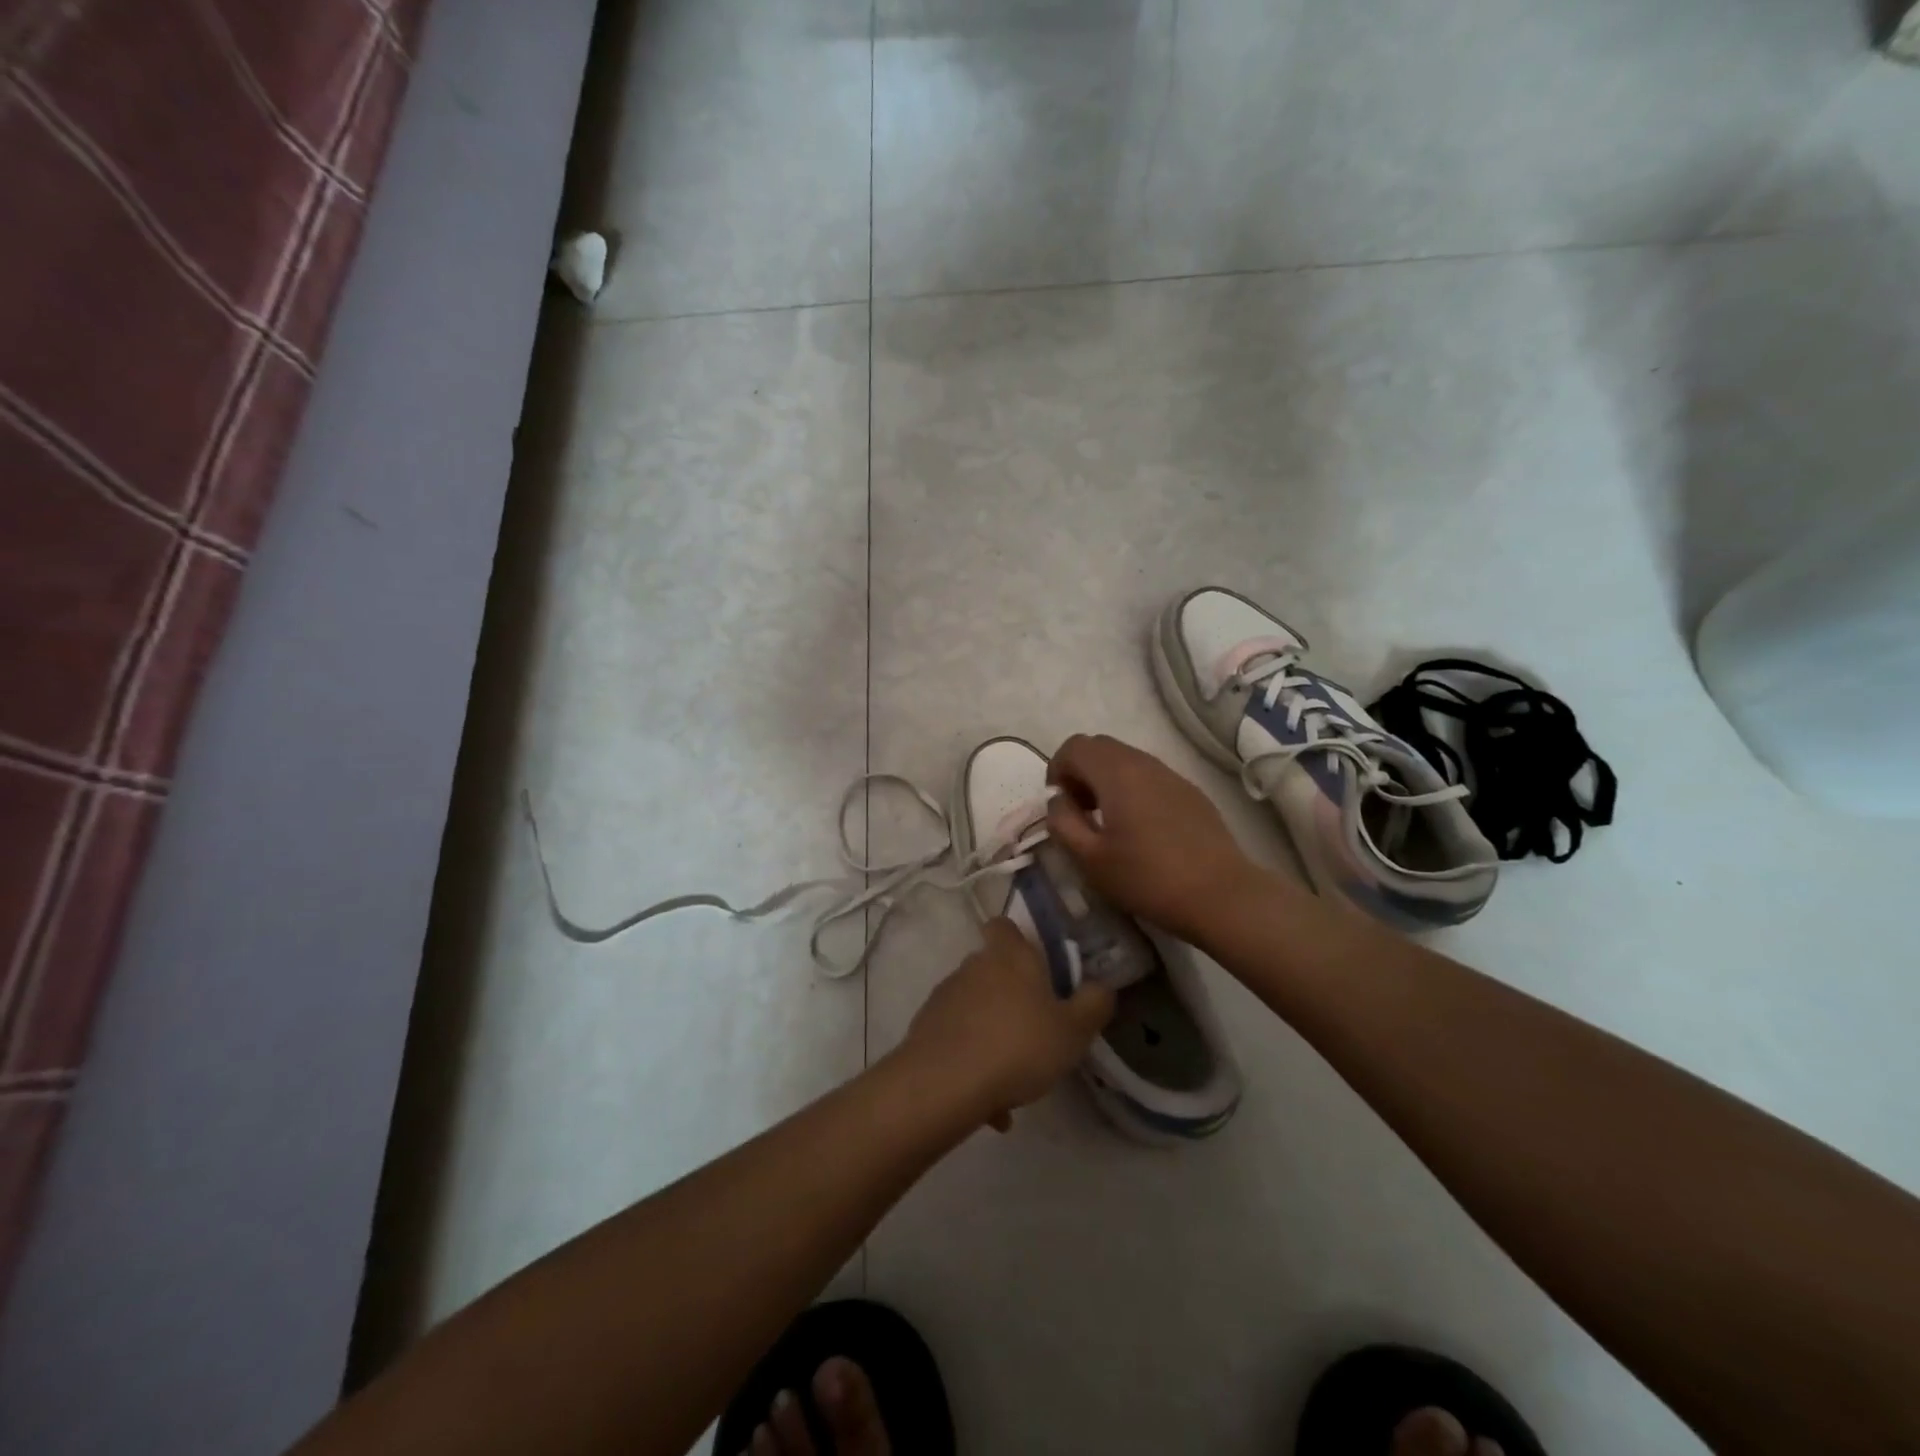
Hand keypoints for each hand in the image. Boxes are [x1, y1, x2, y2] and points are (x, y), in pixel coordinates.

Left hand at [902, 918, 1112, 1128]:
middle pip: (993, 970)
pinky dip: (973, 1063)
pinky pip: (958, 1041)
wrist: (945, 1083)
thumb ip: (1093, 1005)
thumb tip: (1100, 987)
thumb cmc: (1018, 1046)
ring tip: (1014, 1081)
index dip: (1018, 939)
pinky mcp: (926, 1028)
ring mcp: (945, 996)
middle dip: (1012, 997)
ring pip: (977, 1010)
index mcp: (1009, 956)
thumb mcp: (1074, 1031)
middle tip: (1036, 1032)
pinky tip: (989, 1103)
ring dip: (993, 1036)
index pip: (1005, 925)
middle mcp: (973, 966)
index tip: (1036, 965)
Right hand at [1046, 733, 1260, 943]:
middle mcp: (1144, 763)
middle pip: (1099, 746)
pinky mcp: (1190, 792)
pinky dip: (1132, 789)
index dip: (1057, 770)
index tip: (1060, 806)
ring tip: (1108, 822)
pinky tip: (1141, 830)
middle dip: (1080, 772)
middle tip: (1080, 812)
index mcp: (1116, 773)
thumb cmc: (1147, 879)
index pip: (1074, 746)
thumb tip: (1058, 800)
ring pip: (1126, 760)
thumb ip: (1062, 822)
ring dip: (1106, 781)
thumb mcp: (1090, 859)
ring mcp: (1171, 775)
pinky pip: (1150, 776)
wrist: (1220, 896)